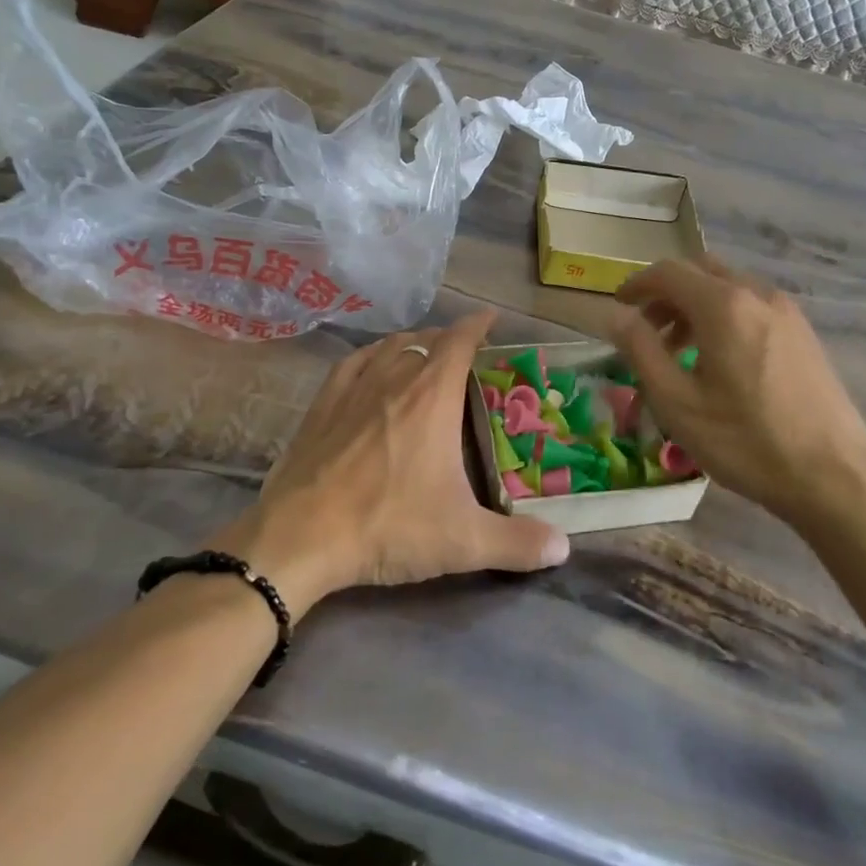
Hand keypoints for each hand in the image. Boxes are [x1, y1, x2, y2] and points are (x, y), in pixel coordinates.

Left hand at [216, 310, 569, 617]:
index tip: (491, 318)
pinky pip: (353, 363)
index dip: (478, 325)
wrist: (301, 537)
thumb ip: (518, 543)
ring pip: (389, 347)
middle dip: (448, 340)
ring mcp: (353, 388)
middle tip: (465, 357)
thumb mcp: (462, 541)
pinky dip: (371, 356)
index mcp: (432, 396)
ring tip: (423, 356)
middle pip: (426, 341)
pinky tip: (372, 366)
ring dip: (411, 344)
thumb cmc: (388, 526)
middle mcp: (394, 378)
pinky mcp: (322, 404)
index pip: (460, 340)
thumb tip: (564, 548)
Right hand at [609, 256, 865, 530]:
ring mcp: (786, 312)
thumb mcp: (677, 402)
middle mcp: (757, 294)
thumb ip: (641, 350)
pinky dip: (724, 315)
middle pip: (701, 271)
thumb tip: (617, 316)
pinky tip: (720, 360)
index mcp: (723, 305)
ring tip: (679, 351)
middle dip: (667, 292)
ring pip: (729, 287)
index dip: (637, 284)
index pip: (669, 272)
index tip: (618, 307)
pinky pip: (752, 305)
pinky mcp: (803, 332)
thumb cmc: (746, 441)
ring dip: (695, 305)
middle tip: (646, 328)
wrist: (834, 477)